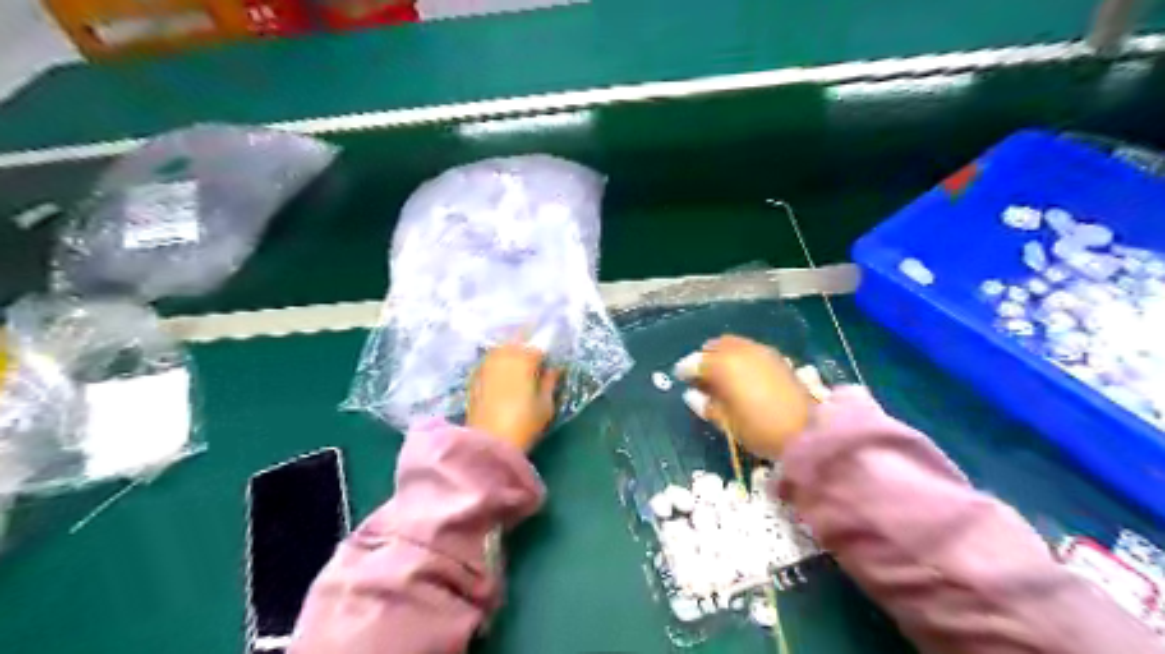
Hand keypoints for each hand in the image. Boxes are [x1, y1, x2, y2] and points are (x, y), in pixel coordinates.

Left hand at [466, 342, 560, 454]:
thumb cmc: (524, 424)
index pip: (538, 347)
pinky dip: (497, 364)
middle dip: (526, 346)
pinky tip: (501, 376)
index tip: (548, 363)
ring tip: (517, 365)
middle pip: (516, 342)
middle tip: (533, 360)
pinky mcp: (474, 377)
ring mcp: (486, 365)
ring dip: (510, 352)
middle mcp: (504, 356)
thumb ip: (550, 382)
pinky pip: (489, 362)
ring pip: (500, 350)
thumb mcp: (546, 404)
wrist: (488, 442)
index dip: (544, 354)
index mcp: (525, 359)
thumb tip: (554, 369)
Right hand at [685, 334, 812, 455]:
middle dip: (704, 358)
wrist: (809, 430)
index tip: (680, 378)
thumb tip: (692, 395)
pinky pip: (749, 349)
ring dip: (722, 355)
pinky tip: (742, 373)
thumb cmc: (760, 429)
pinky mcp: (776, 357)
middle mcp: (739, 351)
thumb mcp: (727, 422)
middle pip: (714, 347)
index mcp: (722, 366)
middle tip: (700, 375)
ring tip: (721, 374)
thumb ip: (707, 405)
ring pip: (733, 344)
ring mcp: (760, 351)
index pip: (695, 362)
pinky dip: (739, 356)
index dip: (685, 369)